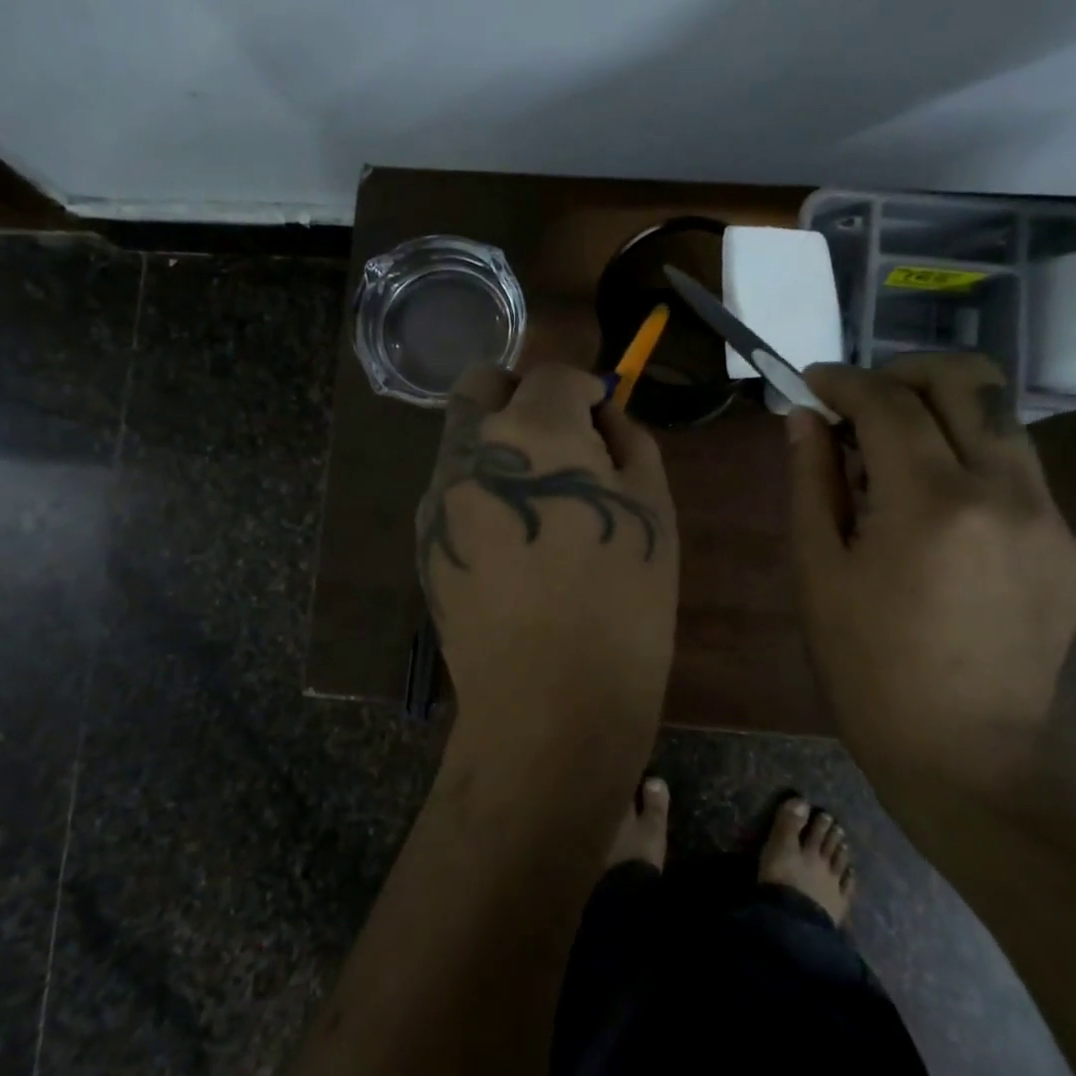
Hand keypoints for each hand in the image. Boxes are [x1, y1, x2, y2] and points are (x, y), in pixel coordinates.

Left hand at [417, 363, 677, 750]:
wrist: (550, 702)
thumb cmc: (623, 603)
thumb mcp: (653, 508)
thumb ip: (629, 442)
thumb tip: (604, 418)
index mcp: (534, 433)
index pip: (551, 373)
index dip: (584, 387)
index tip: (603, 417)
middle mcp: (470, 450)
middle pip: (483, 384)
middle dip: (524, 395)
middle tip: (562, 439)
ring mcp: (437, 496)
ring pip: (462, 436)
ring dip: (500, 441)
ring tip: (541, 498)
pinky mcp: (423, 540)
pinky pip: (452, 487)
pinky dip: (482, 486)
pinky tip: (514, 540)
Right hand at [786, 355, 1075, 794]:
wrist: (969, 758)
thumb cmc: (869, 670)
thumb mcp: (819, 573)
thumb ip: (812, 481)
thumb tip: (803, 417)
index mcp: (932, 504)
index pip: (888, 402)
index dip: (844, 380)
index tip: (813, 381)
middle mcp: (1006, 491)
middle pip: (968, 379)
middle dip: (905, 370)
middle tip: (862, 399)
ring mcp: (1052, 516)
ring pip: (1000, 419)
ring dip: (941, 412)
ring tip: (895, 454)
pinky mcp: (1070, 544)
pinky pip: (1018, 470)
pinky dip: (970, 460)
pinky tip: (938, 509)